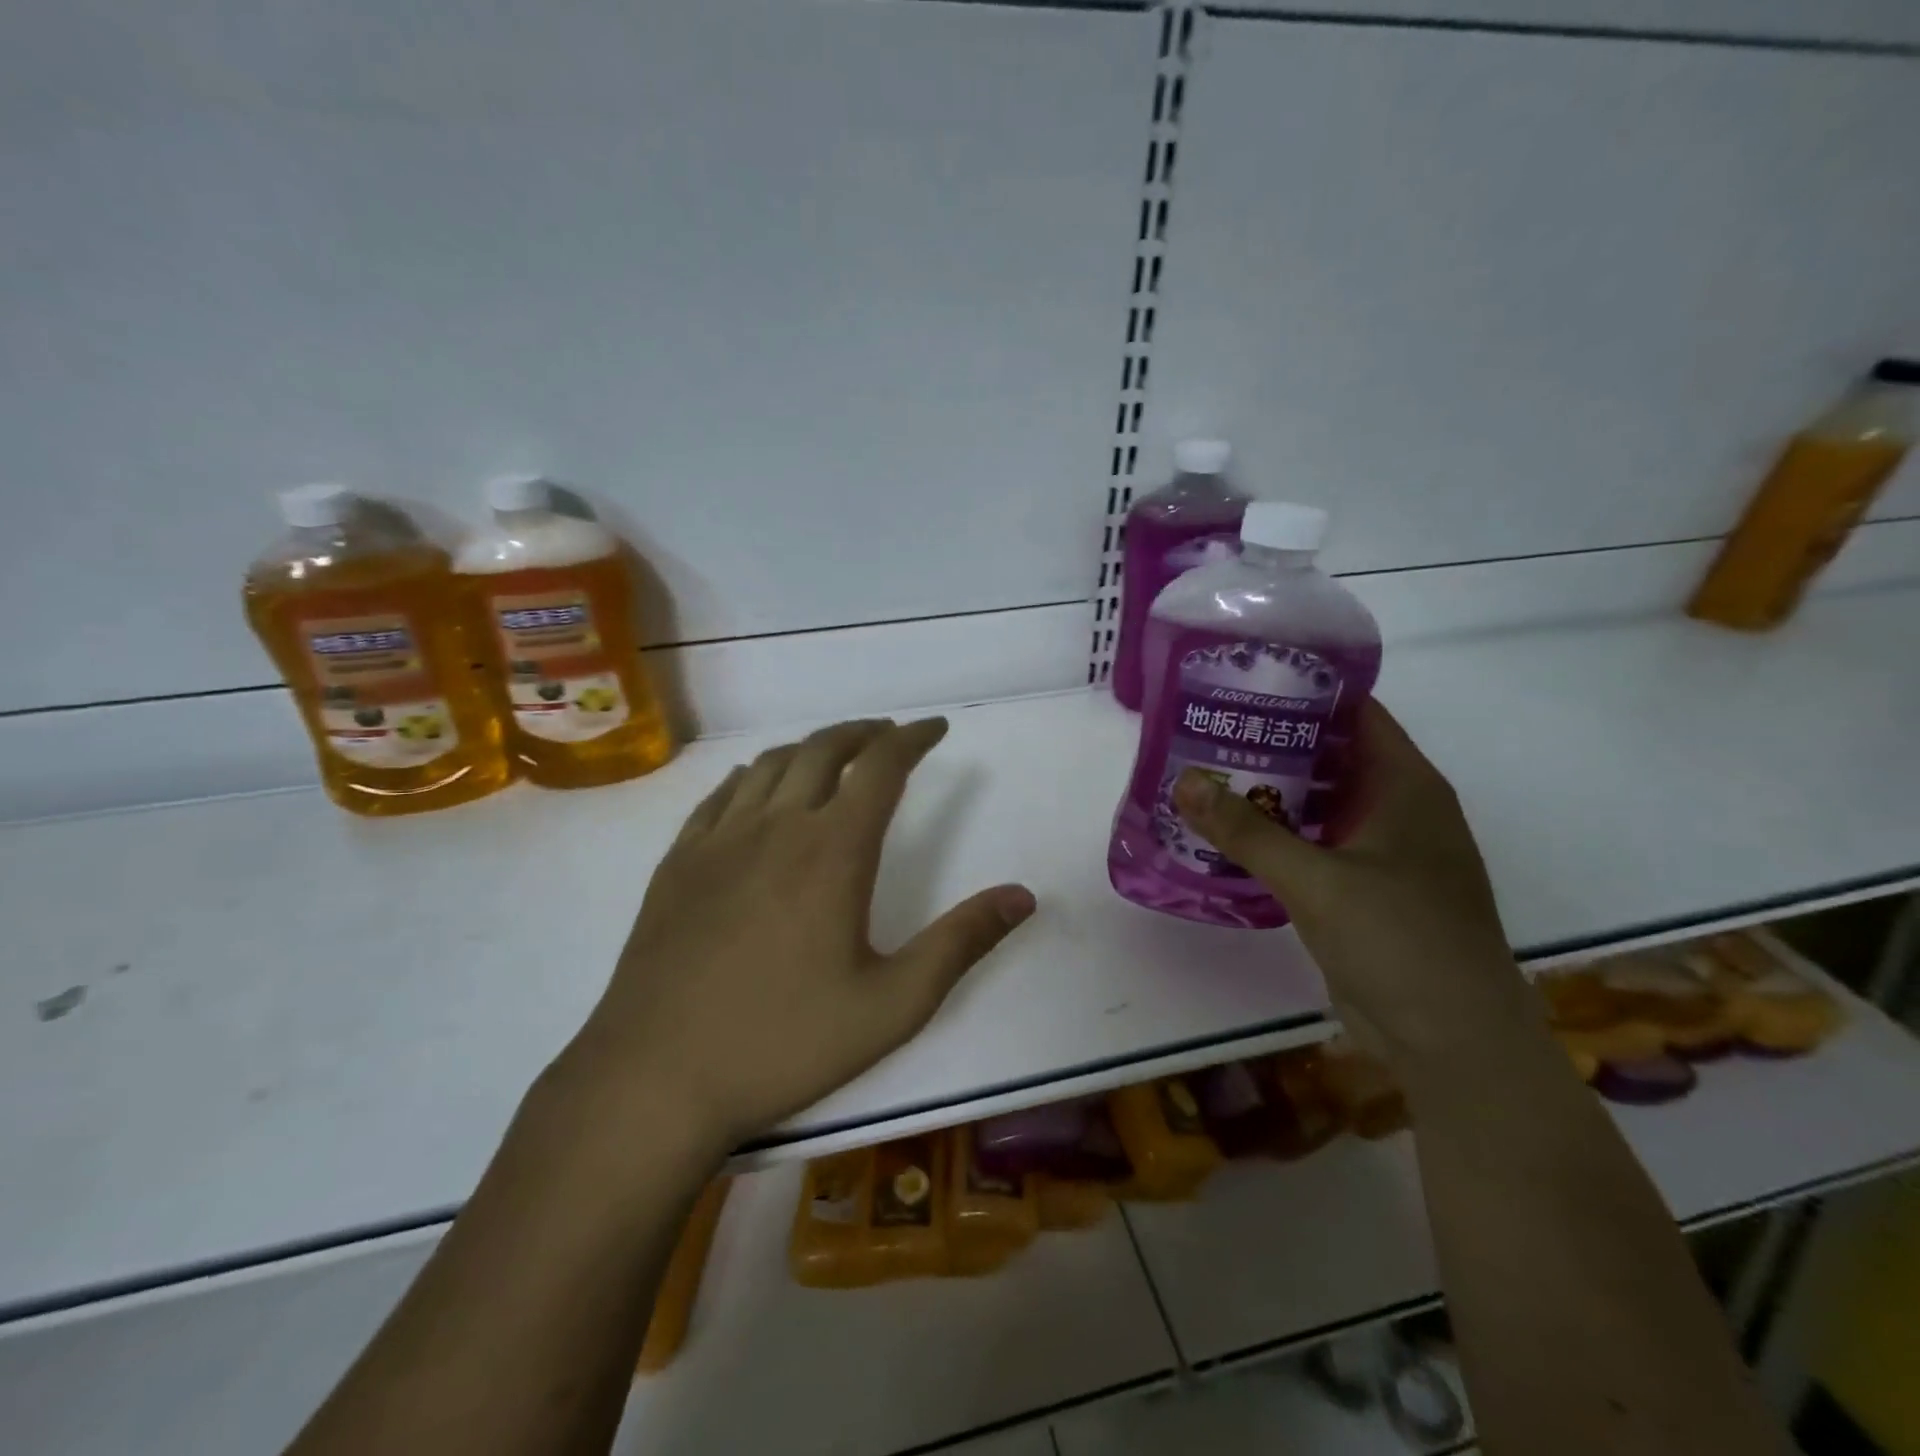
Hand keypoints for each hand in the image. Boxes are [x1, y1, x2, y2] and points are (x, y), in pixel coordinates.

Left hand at [565, 717, 1035, 1151]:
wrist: (654, 1078)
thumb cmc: (783, 1043)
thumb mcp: (892, 1005)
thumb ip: (961, 943)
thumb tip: (1022, 896)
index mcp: (832, 851)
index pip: (882, 767)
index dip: (913, 739)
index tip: (936, 728)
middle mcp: (776, 826)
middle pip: (824, 749)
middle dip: (864, 732)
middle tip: (889, 734)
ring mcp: (719, 840)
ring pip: (772, 764)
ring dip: (812, 747)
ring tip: (835, 754)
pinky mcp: (677, 862)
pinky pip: (722, 794)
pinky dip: (753, 774)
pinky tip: (758, 786)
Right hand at [1173, 700, 1526, 1059]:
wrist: (1452, 1042)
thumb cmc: (1399, 941)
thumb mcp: (1315, 880)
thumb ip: (1246, 831)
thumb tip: (1183, 781)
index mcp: (1406, 786)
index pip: (1355, 712)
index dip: (1305, 690)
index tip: (1244, 681)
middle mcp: (1399, 809)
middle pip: (1331, 756)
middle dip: (1272, 741)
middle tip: (1207, 729)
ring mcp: (1384, 852)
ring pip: (1319, 803)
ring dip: (1270, 791)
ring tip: (1207, 774)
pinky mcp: (1366, 890)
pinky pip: (1316, 845)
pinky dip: (1278, 835)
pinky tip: (1230, 836)